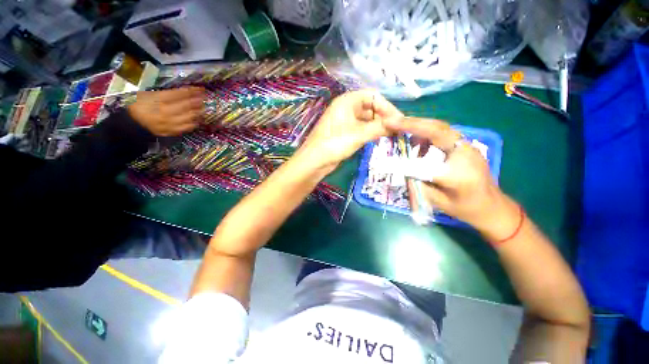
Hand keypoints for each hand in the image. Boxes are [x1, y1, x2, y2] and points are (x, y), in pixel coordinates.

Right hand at [128, 87, 204, 136]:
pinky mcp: (171, 131)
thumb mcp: (150, 94)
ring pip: (189, 117)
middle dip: (197, 101)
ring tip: (203, 108)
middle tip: (204, 99)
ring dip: (198, 112)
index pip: (179, 94)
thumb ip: (168, 94)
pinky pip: (186, 128)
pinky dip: (194, 123)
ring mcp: (169, 123)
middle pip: (186, 106)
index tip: (201, 89)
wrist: (132, 122)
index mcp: (158, 99)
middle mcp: (165, 111)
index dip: (192, 91)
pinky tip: (197, 120)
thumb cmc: (140, 104)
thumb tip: (187, 93)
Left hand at [299, 89, 402, 169]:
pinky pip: (361, 128)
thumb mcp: (359, 134)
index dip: (387, 107)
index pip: (373, 96)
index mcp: (347, 101)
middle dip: (384, 117)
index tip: (398, 120)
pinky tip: (379, 138)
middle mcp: (346, 108)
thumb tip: (400, 122)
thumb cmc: (334, 144)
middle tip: (397, 129)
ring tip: (391, 135)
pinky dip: (370, 132)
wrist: (314, 161)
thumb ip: (380, 127)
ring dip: (378, 125)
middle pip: (370, 107)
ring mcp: (344, 121)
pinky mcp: (344, 132)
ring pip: (366, 119)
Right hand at [384, 117, 519, 235]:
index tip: (382, 160)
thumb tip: (399, 169)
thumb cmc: (465, 209)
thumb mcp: (437, 202)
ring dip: (418, 125)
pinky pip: (443, 132)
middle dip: (412, 124)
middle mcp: (466, 154)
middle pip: (438, 130)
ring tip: (399, 127)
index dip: (402, 162)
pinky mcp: (464, 144)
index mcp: (459, 176)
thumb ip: (418, 184)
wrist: (492, 206)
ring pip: (440, 127)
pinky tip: (416, 140)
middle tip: (391, 121)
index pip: (424, 165)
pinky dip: (425, 132)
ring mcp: (467, 146)